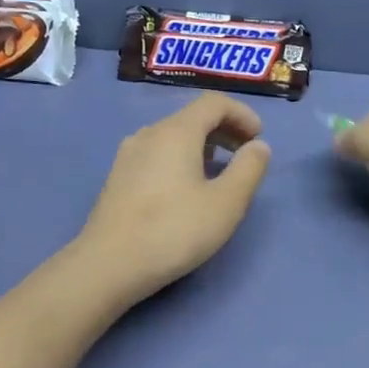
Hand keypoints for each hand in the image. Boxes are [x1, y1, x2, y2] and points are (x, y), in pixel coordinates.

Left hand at [77, 93, 271, 303]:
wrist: (109, 265)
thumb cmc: (174, 231)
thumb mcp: (226, 203)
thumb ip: (249, 169)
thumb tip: (259, 146)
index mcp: (176, 132)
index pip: (213, 102)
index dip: (242, 114)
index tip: (259, 138)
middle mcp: (149, 134)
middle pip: (192, 117)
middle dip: (224, 130)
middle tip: (245, 155)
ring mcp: (128, 156)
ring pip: (172, 137)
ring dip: (202, 146)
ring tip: (219, 173)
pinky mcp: (118, 178)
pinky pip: (157, 155)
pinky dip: (180, 159)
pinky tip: (186, 190)